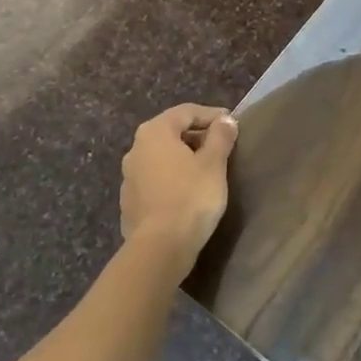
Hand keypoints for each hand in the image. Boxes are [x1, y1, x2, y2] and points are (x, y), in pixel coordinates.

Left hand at [120, 103, 238, 278]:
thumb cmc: (190, 197)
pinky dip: (173, 178)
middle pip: (170, 132)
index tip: (232, 124)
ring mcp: (129, 177)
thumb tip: (225, 121)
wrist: (160, 248)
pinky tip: (189, 192)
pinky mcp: (130, 202)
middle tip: (222, 146)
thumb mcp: (213, 164)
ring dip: (184, 158)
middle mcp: (135, 149)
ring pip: (161, 158)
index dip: (211, 114)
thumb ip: (220, 137)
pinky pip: (155, 180)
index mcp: (154, 132)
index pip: (185, 112)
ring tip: (207, 170)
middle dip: (197, 136)